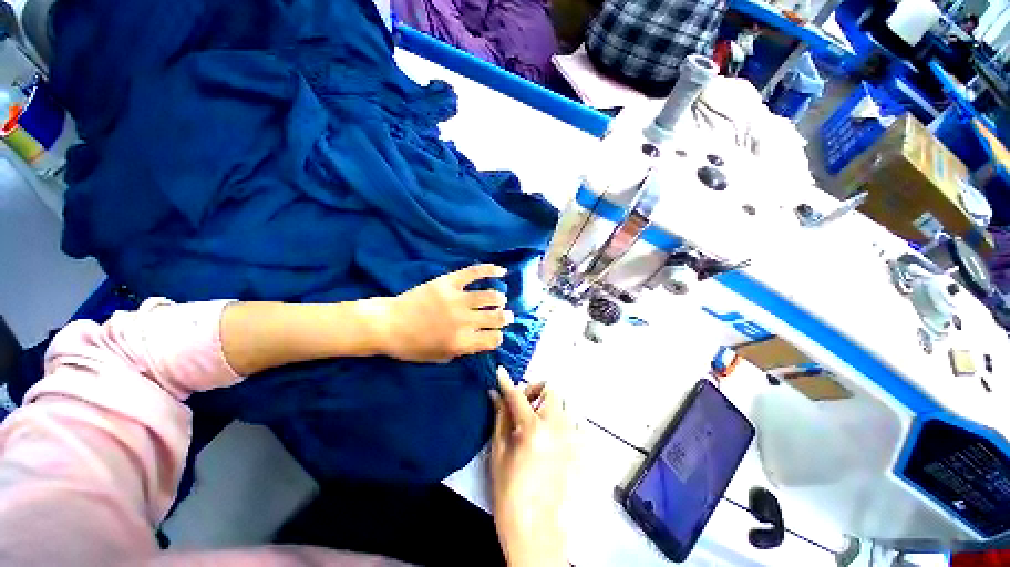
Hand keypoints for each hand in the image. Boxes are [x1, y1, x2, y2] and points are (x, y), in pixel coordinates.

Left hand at [375, 264, 512, 362]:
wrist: (388, 324)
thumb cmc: (412, 346)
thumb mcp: (440, 357)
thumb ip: (464, 350)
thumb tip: (481, 340)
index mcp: (461, 342)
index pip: (493, 339)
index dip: (498, 337)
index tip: (495, 334)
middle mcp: (463, 321)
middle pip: (497, 317)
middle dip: (505, 318)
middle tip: (506, 316)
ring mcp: (456, 299)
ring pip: (490, 296)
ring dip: (499, 299)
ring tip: (499, 299)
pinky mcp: (448, 282)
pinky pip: (473, 273)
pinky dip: (490, 270)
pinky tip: (501, 271)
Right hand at [490, 367, 573, 566]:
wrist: (535, 529)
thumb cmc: (509, 492)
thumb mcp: (498, 453)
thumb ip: (500, 418)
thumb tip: (495, 395)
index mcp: (532, 428)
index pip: (517, 395)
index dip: (506, 382)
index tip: (500, 372)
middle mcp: (556, 426)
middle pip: (550, 390)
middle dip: (534, 390)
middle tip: (523, 404)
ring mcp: (572, 437)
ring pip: (564, 403)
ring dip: (549, 404)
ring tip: (536, 420)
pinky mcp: (580, 449)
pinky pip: (576, 422)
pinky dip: (564, 420)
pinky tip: (551, 434)